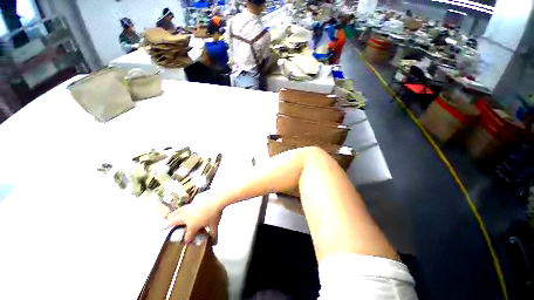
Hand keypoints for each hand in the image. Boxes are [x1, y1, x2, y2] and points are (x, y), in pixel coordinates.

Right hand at [166, 190, 223, 242]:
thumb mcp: (214, 225)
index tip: (188, 241)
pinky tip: (188, 207)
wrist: (216, 198)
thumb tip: (215, 242)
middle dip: (168, 225)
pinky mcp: (193, 200)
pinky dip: (185, 208)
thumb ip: (213, 234)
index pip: (187, 236)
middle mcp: (186, 217)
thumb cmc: (214, 213)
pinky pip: (187, 205)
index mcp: (191, 225)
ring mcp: (188, 207)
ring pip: (177, 212)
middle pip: (173, 221)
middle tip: (162, 227)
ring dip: (173, 215)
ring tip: (169, 217)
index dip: (188, 239)